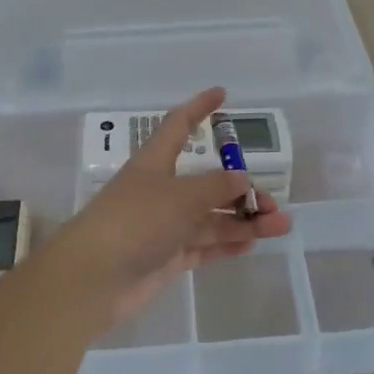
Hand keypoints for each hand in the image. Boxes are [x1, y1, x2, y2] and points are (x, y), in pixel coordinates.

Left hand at [54, 87, 291, 328]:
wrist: (93, 279)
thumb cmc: (135, 221)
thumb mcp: (180, 196)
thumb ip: (215, 187)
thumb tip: (241, 179)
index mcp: (155, 162)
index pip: (179, 125)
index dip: (199, 108)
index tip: (222, 94)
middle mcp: (161, 190)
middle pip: (207, 181)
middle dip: (240, 188)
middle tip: (271, 202)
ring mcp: (164, 225)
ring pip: (211, 217)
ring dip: (244, 220)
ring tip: (279, 226)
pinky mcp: (166, 257)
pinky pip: (203, 245)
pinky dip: (227, 243)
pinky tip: (252, 243)